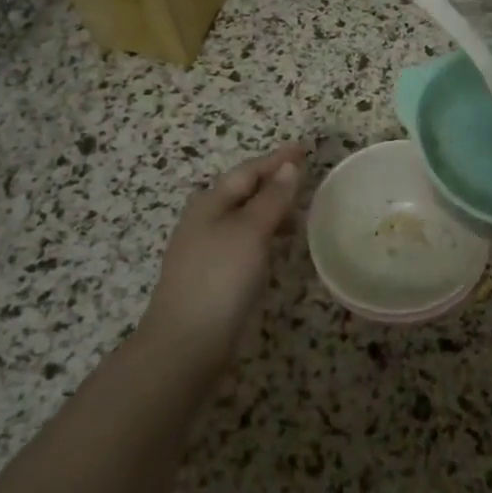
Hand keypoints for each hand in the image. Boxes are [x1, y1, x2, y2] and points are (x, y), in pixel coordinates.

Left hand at [141, 142, 306, 367]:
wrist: (186, 344)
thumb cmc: (220, 277)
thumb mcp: (251, 231)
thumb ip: (272, 198)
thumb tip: (288, 166)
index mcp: (210, 203)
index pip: (248, 171)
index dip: (277, 159)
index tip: (305, 148)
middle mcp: (205, 221)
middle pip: (243, 192)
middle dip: (273, 182)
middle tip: (305, 178)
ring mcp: (207, 251)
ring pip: (244, 218)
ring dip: (271, 210)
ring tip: (300, 214)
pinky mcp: (213, 277)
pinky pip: (245, 243)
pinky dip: (265, 236)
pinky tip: (279, 248)